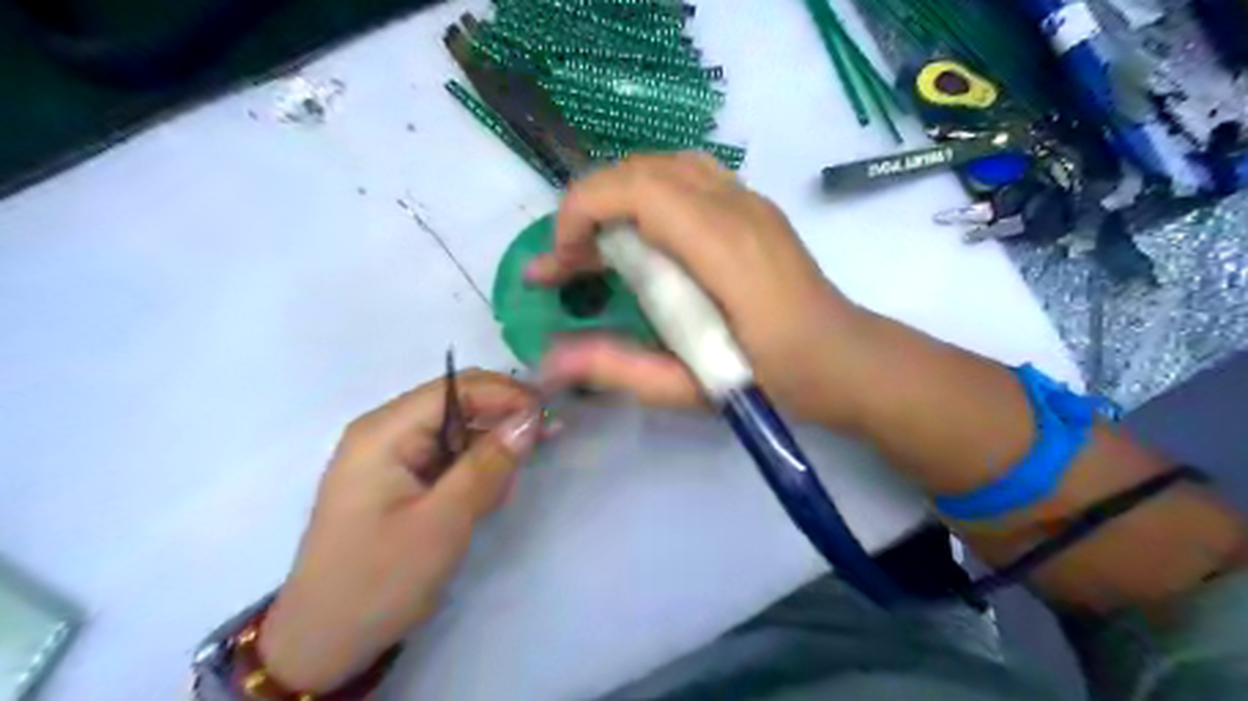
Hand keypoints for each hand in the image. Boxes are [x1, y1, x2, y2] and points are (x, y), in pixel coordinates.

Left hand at [257, 373, 542, 689]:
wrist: (325, 644)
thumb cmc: (379, 581)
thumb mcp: (443, 523)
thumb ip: (489, 465)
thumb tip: (532, 418)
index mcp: (385, 431)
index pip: (458, 387)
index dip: (507, 395)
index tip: (549, 419)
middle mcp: (387, 431)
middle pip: (460, 404)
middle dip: (503, 422)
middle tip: (545, 445)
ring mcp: (392, 454)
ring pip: (460, 431)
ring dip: (492, 451)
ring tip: (505, 489)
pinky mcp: (401, 477)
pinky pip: (450, 457)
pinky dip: (476, 471)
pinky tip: (489, 497)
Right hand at [531, 154, 870, 423]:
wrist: (846, 359)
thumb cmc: (775, 380)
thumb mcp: (694, 387)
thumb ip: (621, 369)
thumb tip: (551, 359)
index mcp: (722, 248)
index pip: (636, 188)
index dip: (582, 209)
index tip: (562, 261)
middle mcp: (736, 207)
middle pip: (642, 169)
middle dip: (589, 207)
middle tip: (568, 264)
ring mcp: (750, 199)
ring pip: (664, 165)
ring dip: (618, 196)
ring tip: (597, 246)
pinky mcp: (754, 206)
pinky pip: (689, 175)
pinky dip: (648, 194)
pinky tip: (644, 235)